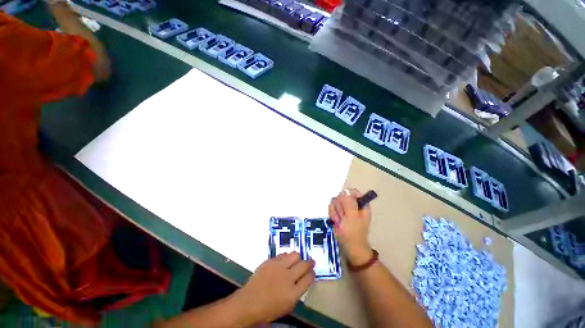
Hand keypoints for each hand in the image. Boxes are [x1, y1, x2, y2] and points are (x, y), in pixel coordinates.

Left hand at [233, 253, 314, 323]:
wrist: (249, 302)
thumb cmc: (268, 308)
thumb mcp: (287, 305)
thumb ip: (297, 291)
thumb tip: (303, 280)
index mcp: (293, 293)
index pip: (309, 278)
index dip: (312, 274)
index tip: (312, 272)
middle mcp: (287, 277)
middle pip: (304, 264)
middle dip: (309, 263)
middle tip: (310, 262)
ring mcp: (278, 267)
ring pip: (294, 255)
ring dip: (297, 258)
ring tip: (296, 261)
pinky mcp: (270, 261)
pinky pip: (283, 254)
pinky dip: (286, 257)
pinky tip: (284, 261)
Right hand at [329, 188, 372, 265]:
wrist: (349, 248)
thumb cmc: (354, 233)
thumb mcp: (352, 217)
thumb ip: (349, 202)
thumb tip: (345, 190)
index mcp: (361, 204)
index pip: (352, 191)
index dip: (346, 195)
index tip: (344, 203)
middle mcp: (352, 205)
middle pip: (341, 196)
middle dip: (340, 206)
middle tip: (343, 216)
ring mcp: (344, 209)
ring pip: (335, 202)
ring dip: (336, 212)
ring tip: (340, 221)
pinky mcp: (338, 213)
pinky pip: (331, 208)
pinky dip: (333, 215)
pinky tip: (336, 222)